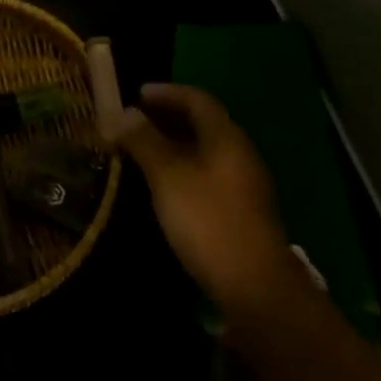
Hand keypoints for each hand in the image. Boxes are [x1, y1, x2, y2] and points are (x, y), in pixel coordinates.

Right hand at [105, 82, 303, 312]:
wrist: (255, 287)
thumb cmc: (208, 220)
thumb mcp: (168, 176)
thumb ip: (145, 141)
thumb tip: (124, 113)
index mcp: (226, 136)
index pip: (196, 99)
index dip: (165, 92)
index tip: (135, 95)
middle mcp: (239, 152)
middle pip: (203, 123)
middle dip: (167, 117)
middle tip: (133, 122)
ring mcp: (244, 184)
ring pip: (205, 151)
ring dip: (174, 144)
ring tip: (142, 152)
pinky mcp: (241, 211)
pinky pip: (208, 174)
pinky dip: (183, 168)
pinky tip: (164, 186)